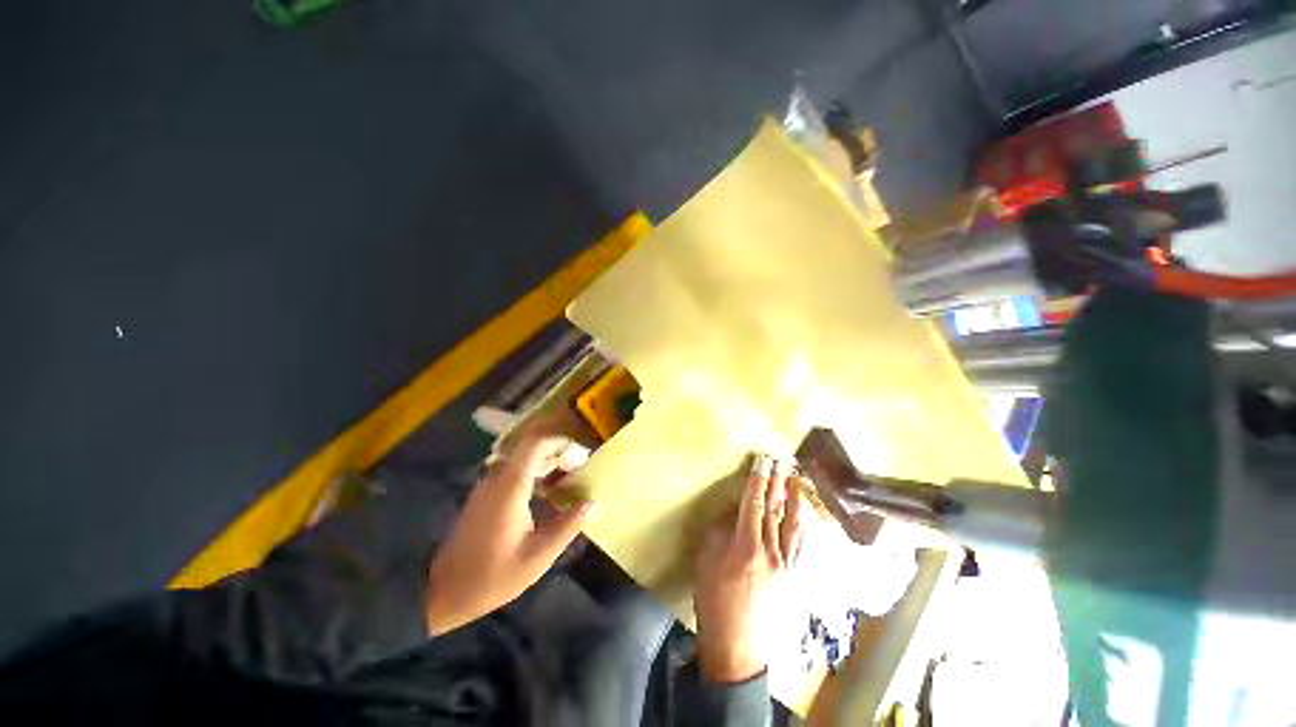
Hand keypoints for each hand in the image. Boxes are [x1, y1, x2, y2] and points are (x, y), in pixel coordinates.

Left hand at [424, 435, 592, 634]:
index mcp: (510, 486)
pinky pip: (514, 473)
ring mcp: (488, 486)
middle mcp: (497, 478)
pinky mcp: (485, 496)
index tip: (581, 456)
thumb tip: (592, 503)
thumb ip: (568, 526)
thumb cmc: (492, 576)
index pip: (536, 443)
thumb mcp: (538, 556)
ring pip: (523, 460)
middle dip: (559, 453)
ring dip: (548, 464)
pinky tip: (549, 494)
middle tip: (581, 469)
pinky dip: (536, 475)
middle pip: (531, 449)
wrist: (443, 594)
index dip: (561, 442)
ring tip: (571, 480)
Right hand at [694, 454, 805, 683]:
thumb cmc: (714, 603)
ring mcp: (787, 566)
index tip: (761, 460)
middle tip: (781, 461)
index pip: (753, 504)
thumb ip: (719, 534)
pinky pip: (803, 547)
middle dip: (777, 482)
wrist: (738, 647)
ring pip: (795, 525)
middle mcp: (772, 552)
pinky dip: (804, 527)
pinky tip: (805, 517)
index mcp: (746, 546)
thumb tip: (731, 513)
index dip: (757, 480)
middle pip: (775, 510)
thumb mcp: (706, 564)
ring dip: (796, 500)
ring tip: (797, 480)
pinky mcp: (795, 579)